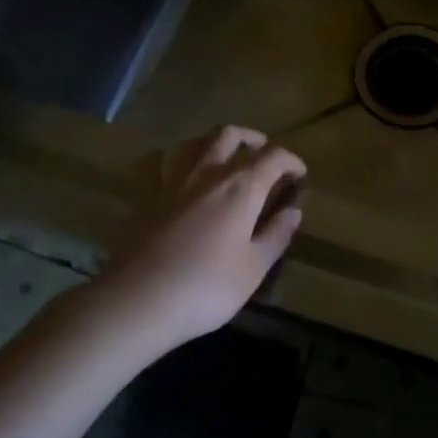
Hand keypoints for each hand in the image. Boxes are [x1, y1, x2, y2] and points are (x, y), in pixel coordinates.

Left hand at [107, 126, 305, 355]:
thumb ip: (276, 235)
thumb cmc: (206, 287)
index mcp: (241, 188)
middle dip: (252, 139)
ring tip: (224, 156)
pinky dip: (174, 159)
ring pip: (194, 142)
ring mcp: (172, 182)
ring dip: (213, 142)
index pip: (274, 157)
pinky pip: (159, 163)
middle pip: (230, 135)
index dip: (291, 161)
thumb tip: (293, 211)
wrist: (138, 301)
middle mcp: (208, 174)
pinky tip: (178, 171)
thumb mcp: (254, 268)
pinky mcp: (146, 197)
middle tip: (263, 153)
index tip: (299, 174)